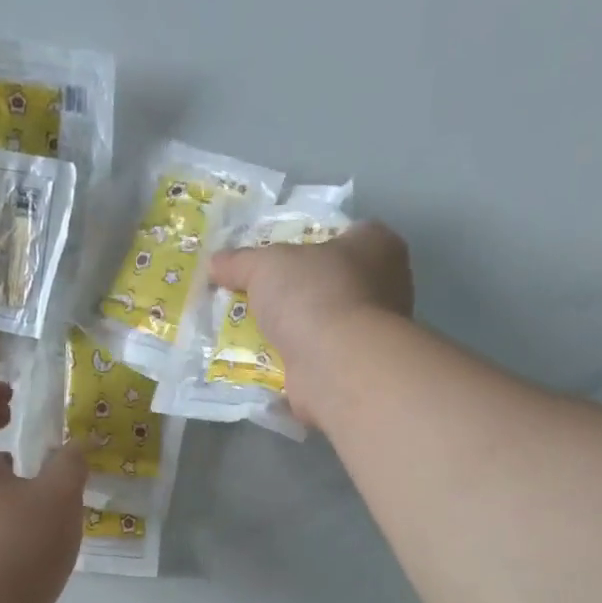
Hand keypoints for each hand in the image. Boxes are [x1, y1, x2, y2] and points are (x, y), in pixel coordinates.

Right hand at [209, 221, 414, 428]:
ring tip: (255, 331)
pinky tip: (266, 362)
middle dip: (299, 290)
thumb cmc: (313, 296)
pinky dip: (297, 360)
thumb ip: (240, 262)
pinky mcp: (357, 368)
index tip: (280, 258)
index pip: (346, 234)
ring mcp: (374, 332)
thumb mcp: (266, 266)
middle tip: (260, 295)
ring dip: (296, 329)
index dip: (312, 242)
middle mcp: (387, 285)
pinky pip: (320, 357)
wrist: (336, 366)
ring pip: (326, 323)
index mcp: (378, 245)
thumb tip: (214, 263)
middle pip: (333, 281)